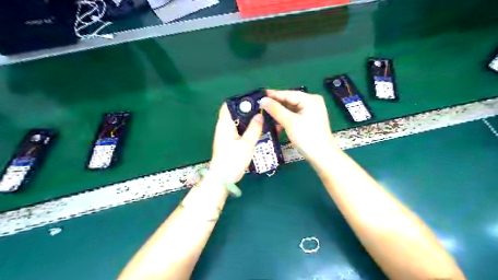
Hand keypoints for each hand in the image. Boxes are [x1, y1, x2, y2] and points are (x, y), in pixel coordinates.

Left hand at [209, 103, 264, 183]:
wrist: (223, 178)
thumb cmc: (233, 160)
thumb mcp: (247, 143)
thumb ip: (254, 128)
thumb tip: (260, 115)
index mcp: (225, 124)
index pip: (228, 105)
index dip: (240, 101)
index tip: (254, 101)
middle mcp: (224, 127)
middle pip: (236, 113)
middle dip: (249, 111)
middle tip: (263, 110)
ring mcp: (227, 135)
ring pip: (239, 123)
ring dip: (250, 121)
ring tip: (264, 119)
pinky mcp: (230, 142)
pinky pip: (240, 132)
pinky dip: (248, 130)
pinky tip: (259, 131)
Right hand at [259, 89, 335, 163]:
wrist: (322, 156)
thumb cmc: (307, 137)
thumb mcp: (289, 122)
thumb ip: (275, 110)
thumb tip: (262, 100)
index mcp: (310, 99)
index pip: (289, 94)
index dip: (274, 95)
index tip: (261, 95)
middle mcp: (312, 103)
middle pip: (290, 101)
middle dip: (276, 105)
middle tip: (261, 106)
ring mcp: (312, 112)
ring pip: (291, 110)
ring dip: (280, 114)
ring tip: (267, 116)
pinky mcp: (310, 121)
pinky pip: (295, 116)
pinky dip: (286, 119)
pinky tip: (277, 125)